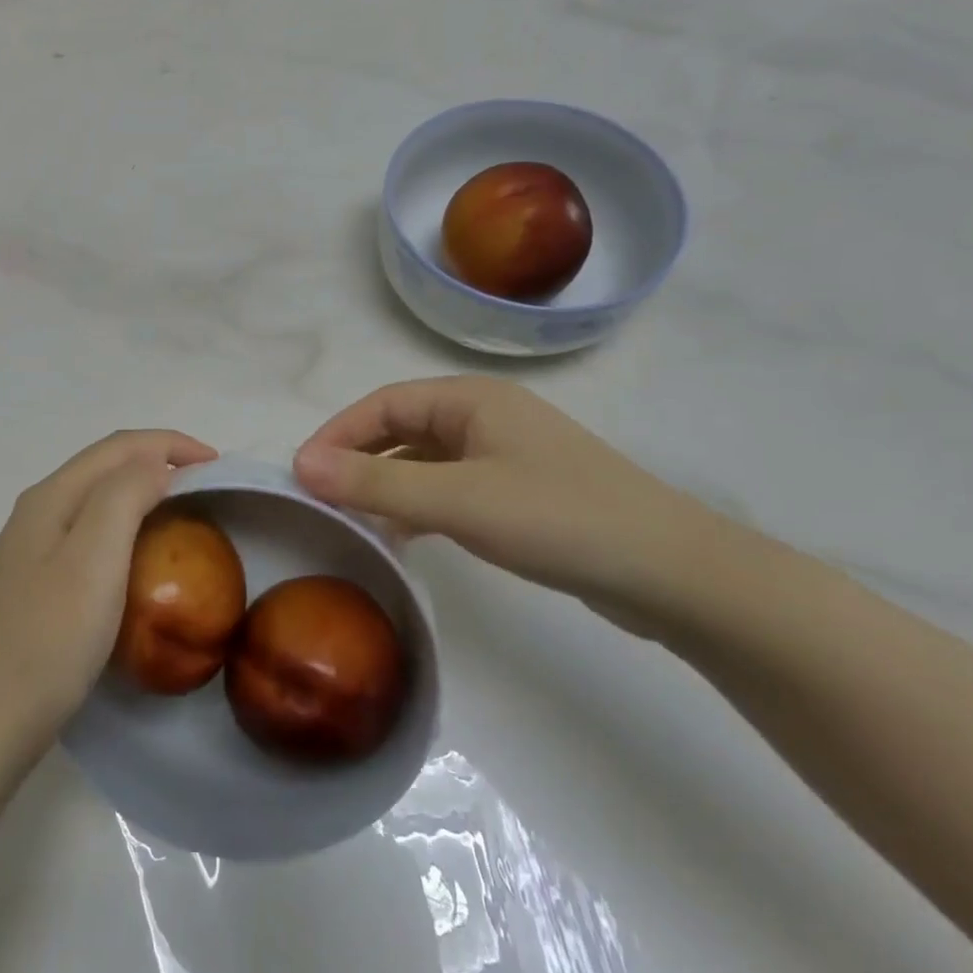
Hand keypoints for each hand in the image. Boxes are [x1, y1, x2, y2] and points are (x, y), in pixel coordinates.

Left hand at [0, 430, 217, 753]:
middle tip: (207, 484)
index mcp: (51, 497)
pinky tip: (137, 557)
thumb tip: (154, 464)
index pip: (120, 447)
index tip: (218, 465)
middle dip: (158, 460)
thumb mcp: (93, 557)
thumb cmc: (48, 639)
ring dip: (141, 491)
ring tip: (182, 511)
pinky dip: (124, 526)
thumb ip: (124, 495)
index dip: (171, 443)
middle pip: (105, 466)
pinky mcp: (34, 585)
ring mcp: (31, 550)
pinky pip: (88, 534)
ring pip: (96, 499)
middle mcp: (37, 512)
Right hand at [294, 377, 755, 640]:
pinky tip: (401, 536)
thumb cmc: (558, 518)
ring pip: (423, 462)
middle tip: (320, 499)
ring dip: (384, 486)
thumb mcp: (458, 501)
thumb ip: (377, 484)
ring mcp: (503, 455)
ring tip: (351, 521)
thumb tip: (301, 465)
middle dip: (357, 461)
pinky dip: (416, 507)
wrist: (671, 574)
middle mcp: (485, 417)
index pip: (383, 405)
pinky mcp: (516, 493)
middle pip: (400, 430)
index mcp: (471, 399)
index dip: (337, 434)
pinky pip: (447, 489)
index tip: (301, 474)